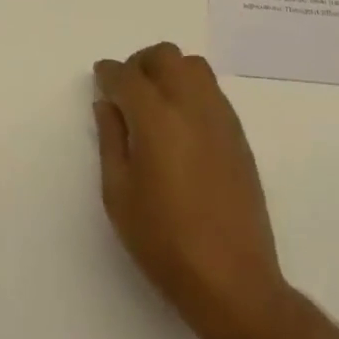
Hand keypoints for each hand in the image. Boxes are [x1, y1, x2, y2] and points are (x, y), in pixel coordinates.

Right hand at [94, 43, 286, 338]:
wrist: (233, 281)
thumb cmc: (164, 242)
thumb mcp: (118, 194)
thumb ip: (110, 140)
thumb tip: (108, 104)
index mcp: (156, 117)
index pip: (127, 76)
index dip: (108, 73)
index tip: (100, 80)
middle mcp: (191, 105)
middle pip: (165, 56)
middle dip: (140, 64)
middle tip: (126, 91)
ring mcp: (220, 118)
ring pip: (194, 66)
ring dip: (169, 72)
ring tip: (155, 104)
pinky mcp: (239, 136)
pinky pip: (212, 91)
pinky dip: (191, 90)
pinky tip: (181, 124)